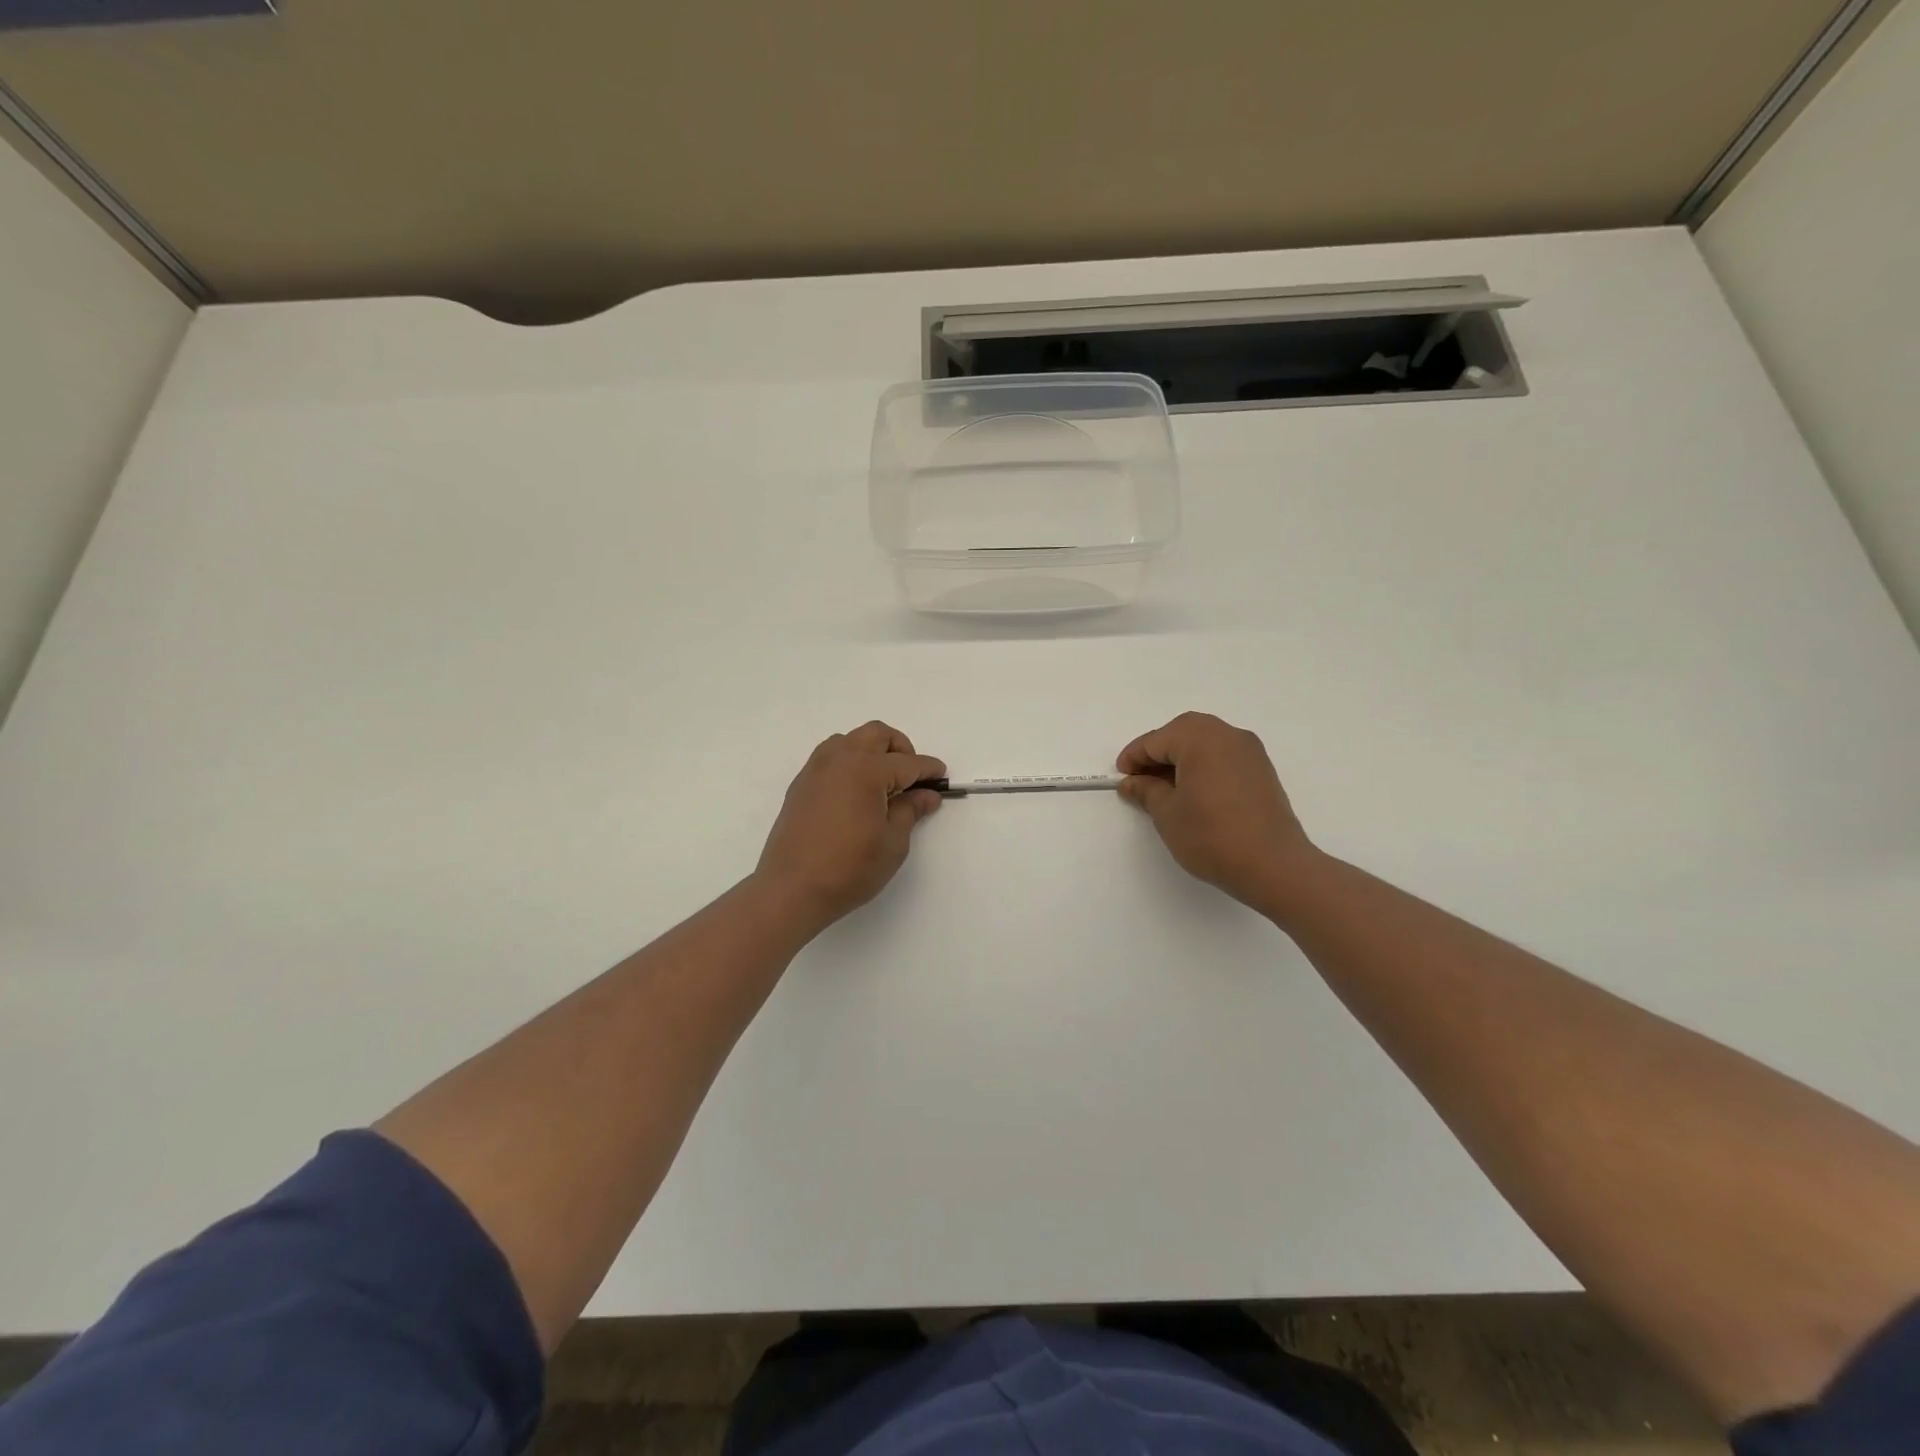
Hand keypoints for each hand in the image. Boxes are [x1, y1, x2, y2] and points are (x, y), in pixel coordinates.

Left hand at [755, 722, 944, 931]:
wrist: (792, 889)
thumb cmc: (850, 868)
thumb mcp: (892, 842)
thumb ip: (910, 811)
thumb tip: (926, 795)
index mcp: (866, 770)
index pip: (907, 763)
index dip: (928, 770)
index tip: (942, 777)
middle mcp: (839, 759)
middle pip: (877, 734)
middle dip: (900, 748)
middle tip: (911, 777)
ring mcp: (816, 770)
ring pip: (850, 740)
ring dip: (871, 750)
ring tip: (882, 783)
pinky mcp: (801, 785)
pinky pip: (830, 758)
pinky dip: (849, 763)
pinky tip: (856, 793)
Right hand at [1117, 711, 1318, 912]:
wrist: (1273, 865)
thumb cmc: (1212, 836)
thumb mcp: (1167, 814)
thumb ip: (1147, 791)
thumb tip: (1132, 782)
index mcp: (1200, 738)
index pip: (1156, 740)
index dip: (1134, 758)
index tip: (1121, 778)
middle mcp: (1227, 735)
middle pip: (1182, 733)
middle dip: (1158, 753)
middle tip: (1141, 780)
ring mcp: (1249, 751)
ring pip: (1205, 743)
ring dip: (1182, 759)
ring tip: (1165, 789)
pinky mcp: (1262, 770)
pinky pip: (1223, 756)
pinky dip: (1204, 766)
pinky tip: (1194, 793)